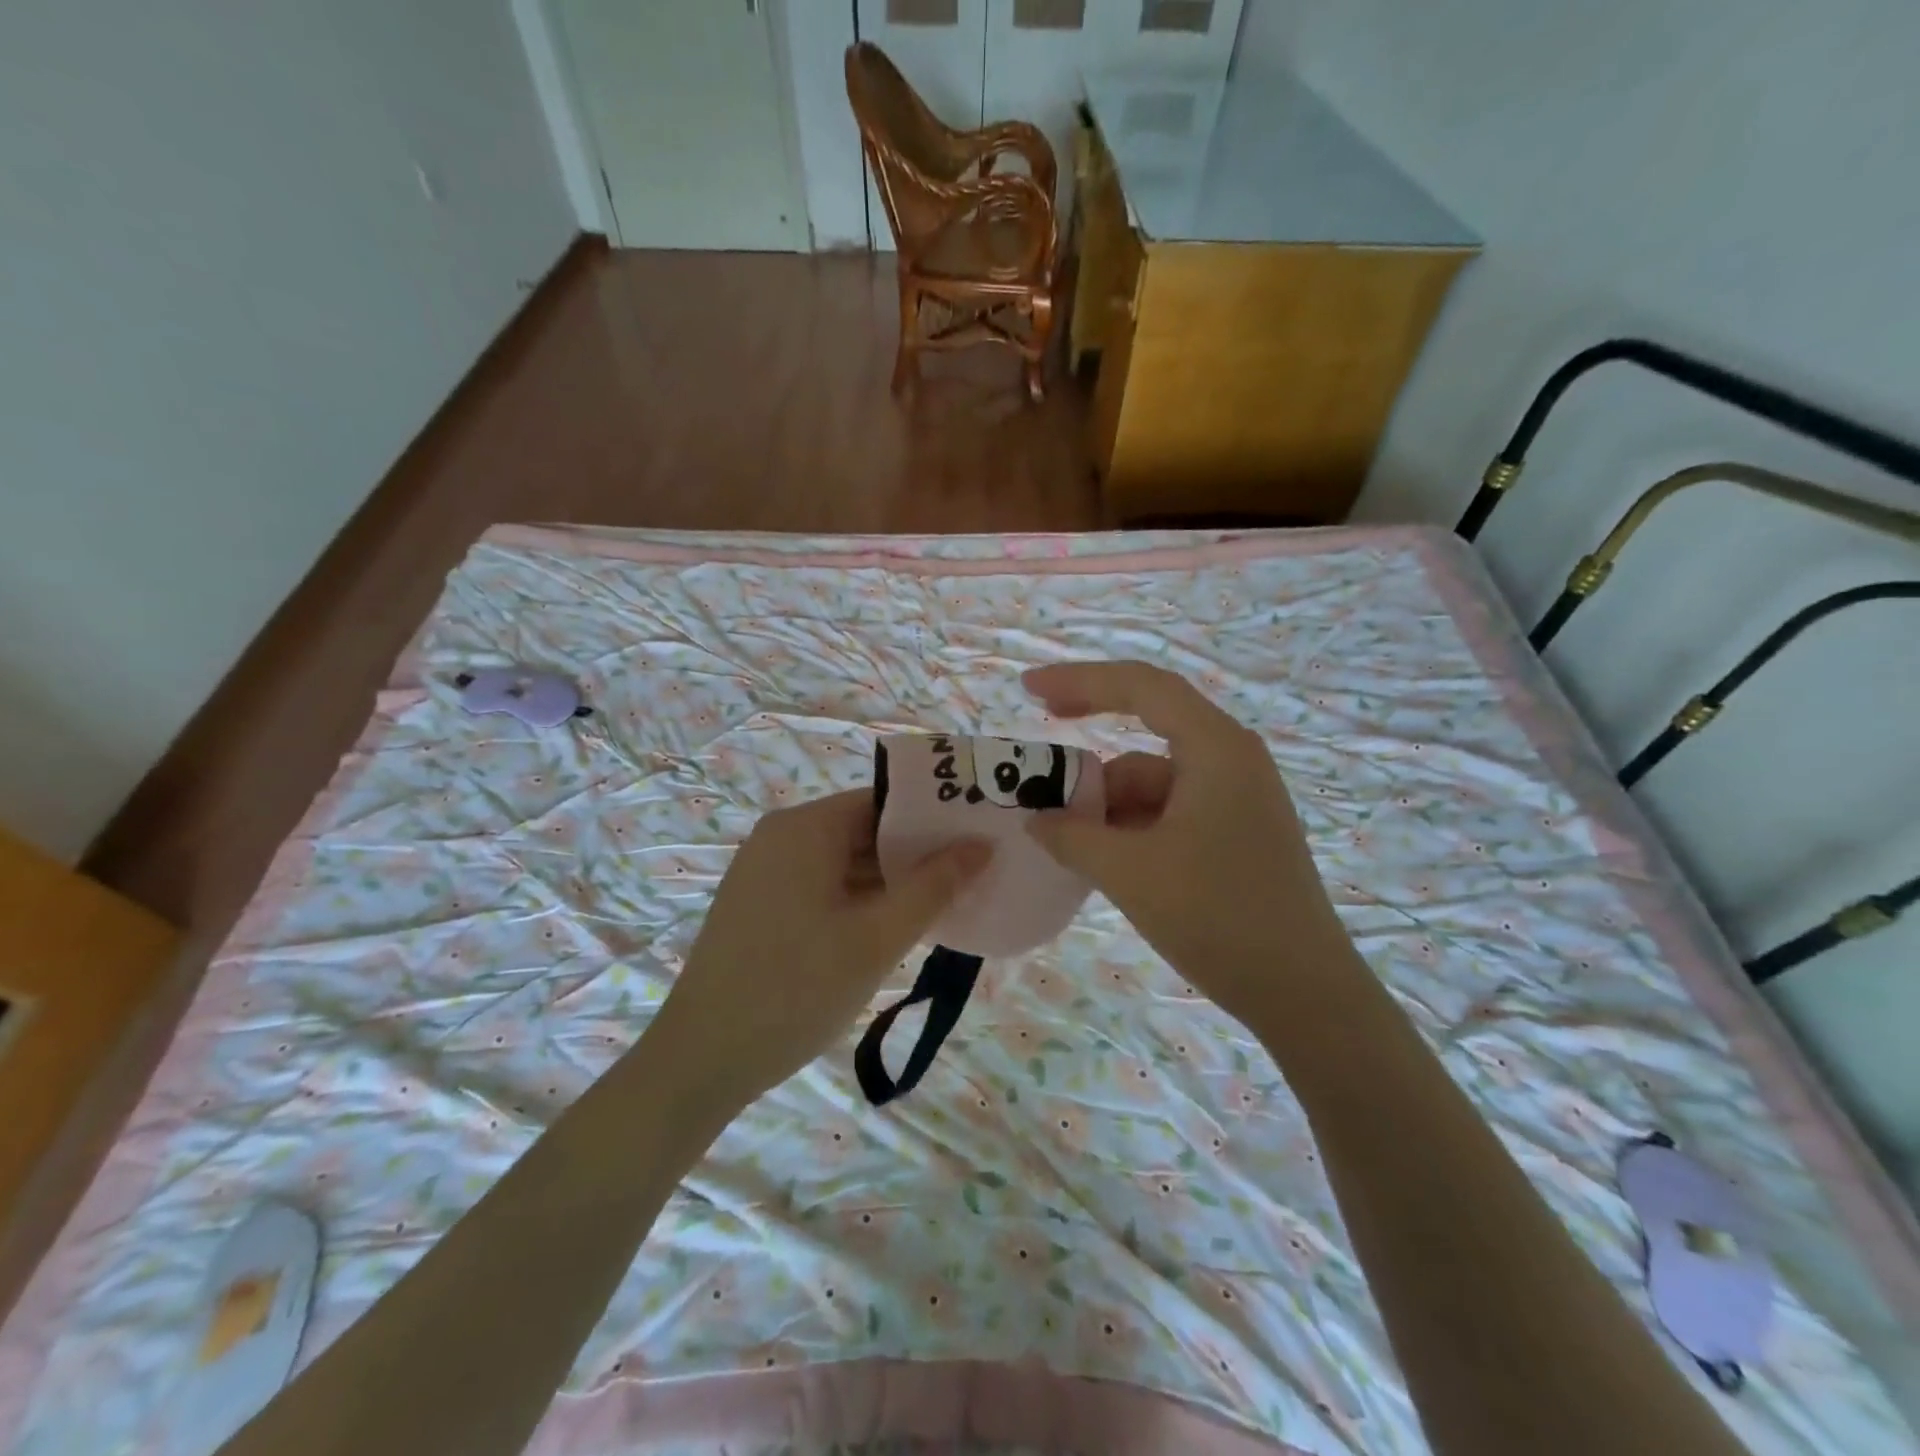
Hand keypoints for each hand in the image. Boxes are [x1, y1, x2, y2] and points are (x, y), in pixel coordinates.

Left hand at [647, 789, 988, 1107]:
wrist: (701, 1060)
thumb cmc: (796, 989)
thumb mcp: (876, 938)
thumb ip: (934, 887)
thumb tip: (982, 845)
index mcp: (806, 828)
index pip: (884, 800)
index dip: (934, 817)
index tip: (977, 838)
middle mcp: (781, 837)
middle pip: (864, 828)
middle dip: (916, 853)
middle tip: (971, 875)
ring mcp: (766, 870)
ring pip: (844, 860)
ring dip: (890, 880)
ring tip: (943, 903)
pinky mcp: (761, 903)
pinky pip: (823, 885)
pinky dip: (860, 899)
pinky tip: (893, 926)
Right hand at [1022, 661, 1357, 1025]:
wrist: (1304, 994)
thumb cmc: (1219, 916)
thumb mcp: (1130, 872)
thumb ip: (1072, 836)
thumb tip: (1035, 820)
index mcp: (1215, 748)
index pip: (1141, 687)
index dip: (1080, 680)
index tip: (1028, 690)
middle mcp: (1230, 760)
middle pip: (1145, 737)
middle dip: (1090, 765)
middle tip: (1038, 781)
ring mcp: (1236, 799)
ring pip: (1153, 783)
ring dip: (1108, 807)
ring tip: (1068, 846)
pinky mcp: (1235, 834)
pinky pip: (1169, 812)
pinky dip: (1131, 828)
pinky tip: (1105, 861)